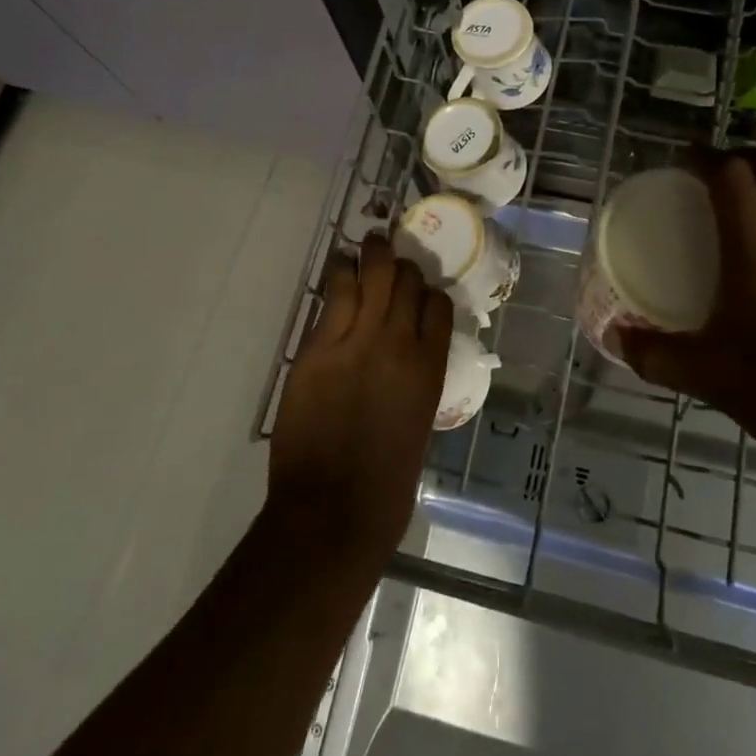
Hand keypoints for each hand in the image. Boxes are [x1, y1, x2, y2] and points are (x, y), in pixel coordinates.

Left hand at [269, 235, 453, 567]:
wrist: (334, 511)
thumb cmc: (387, 483)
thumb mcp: (418, 423)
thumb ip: (414, 382)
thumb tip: (405, 362)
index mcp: (430, 366)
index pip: (437, 304)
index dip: (428, 291)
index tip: (418, 289)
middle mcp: (398, 342)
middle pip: (405, 281)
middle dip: (399, 262)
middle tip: (389, 249)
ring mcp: (356, 341)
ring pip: (369, 277)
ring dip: (369, 256)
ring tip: (365, 245)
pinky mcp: (317, 349)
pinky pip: (332, 299)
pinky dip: (338, 278)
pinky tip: (337, 269)